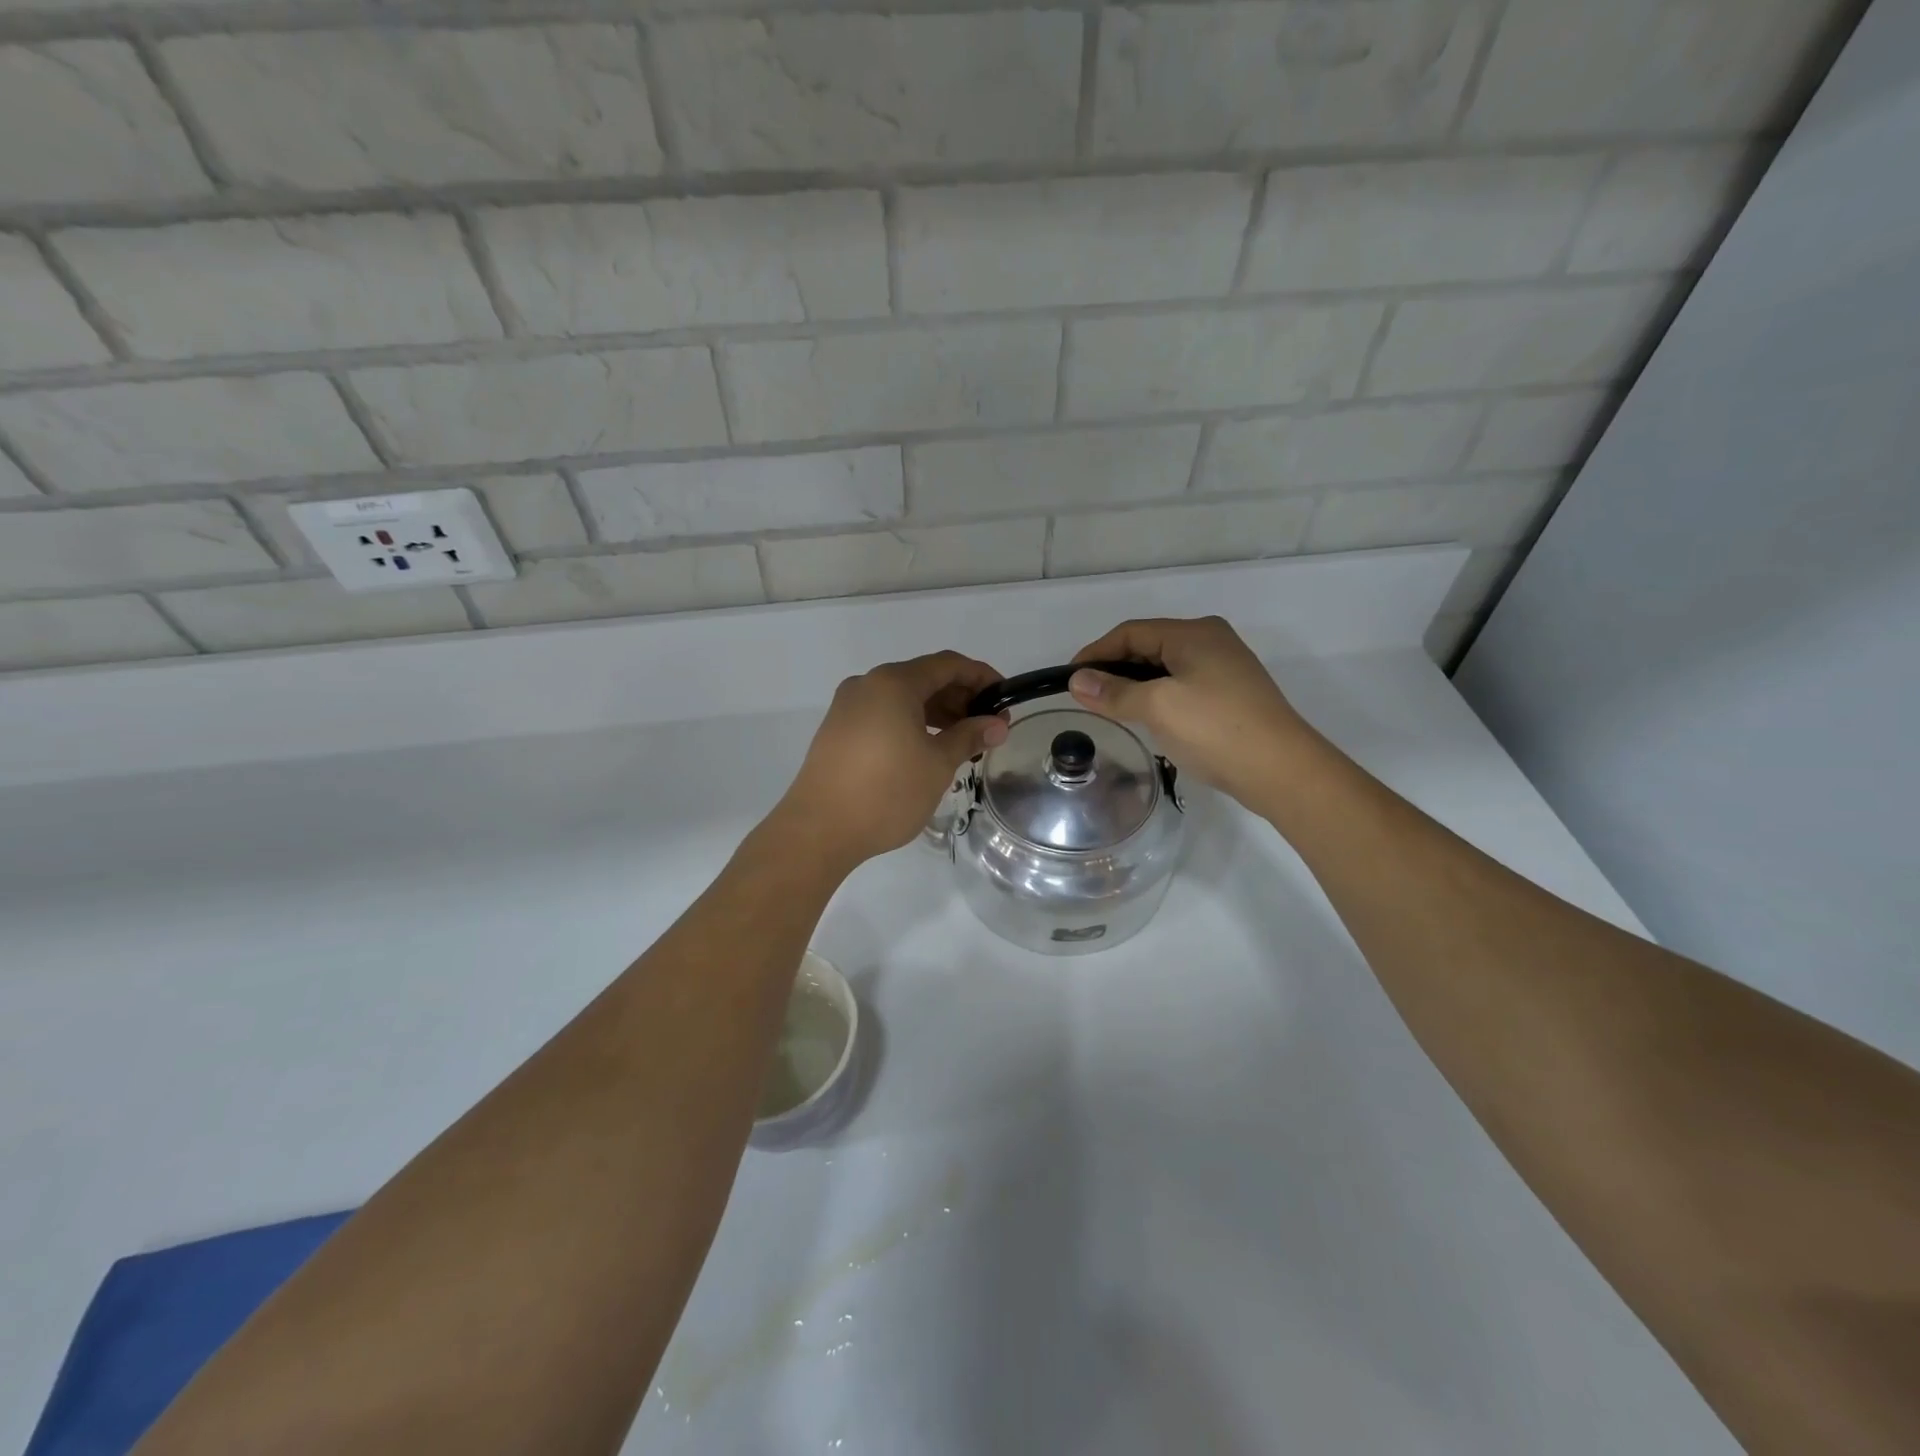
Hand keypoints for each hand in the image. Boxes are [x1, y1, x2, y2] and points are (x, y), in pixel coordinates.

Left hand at [776, 651, 1009, 869]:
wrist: (819, 829)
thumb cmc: (887, 792)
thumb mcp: (938, 764)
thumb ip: (969, 736)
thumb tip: (997, 724)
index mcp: (894, 683)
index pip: (948, 665)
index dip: (981, 677)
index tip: (1005, 699)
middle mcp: (868, 685)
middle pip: (923, 678)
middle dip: (959, 697)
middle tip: (987, 726)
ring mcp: (848, 707)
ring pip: (902, 698)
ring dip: (936, 713)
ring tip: (961, 742)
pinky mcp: (837, 730)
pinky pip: (883, 714)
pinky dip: (910, 723)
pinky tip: (926, 749)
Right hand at [1068, 616, 1323, 808]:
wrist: (1281, 770)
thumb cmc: (1215, 729)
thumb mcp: (1157, 707)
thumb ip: (1114, 692)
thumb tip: (1077, 681)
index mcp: (1194, 633)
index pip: (1131, 632)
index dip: (1096, 653)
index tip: (1069, 679)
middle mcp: (1211, 641)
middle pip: (1149, 646)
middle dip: (1115, 669)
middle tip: (1087, 696)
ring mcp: (1225, 668)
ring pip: (1166, 668)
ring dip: (1135, 684)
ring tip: (1112, 709)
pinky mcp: (1231, 695)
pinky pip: (1183, 686)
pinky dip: (1157, 697)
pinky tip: (1148, 719)